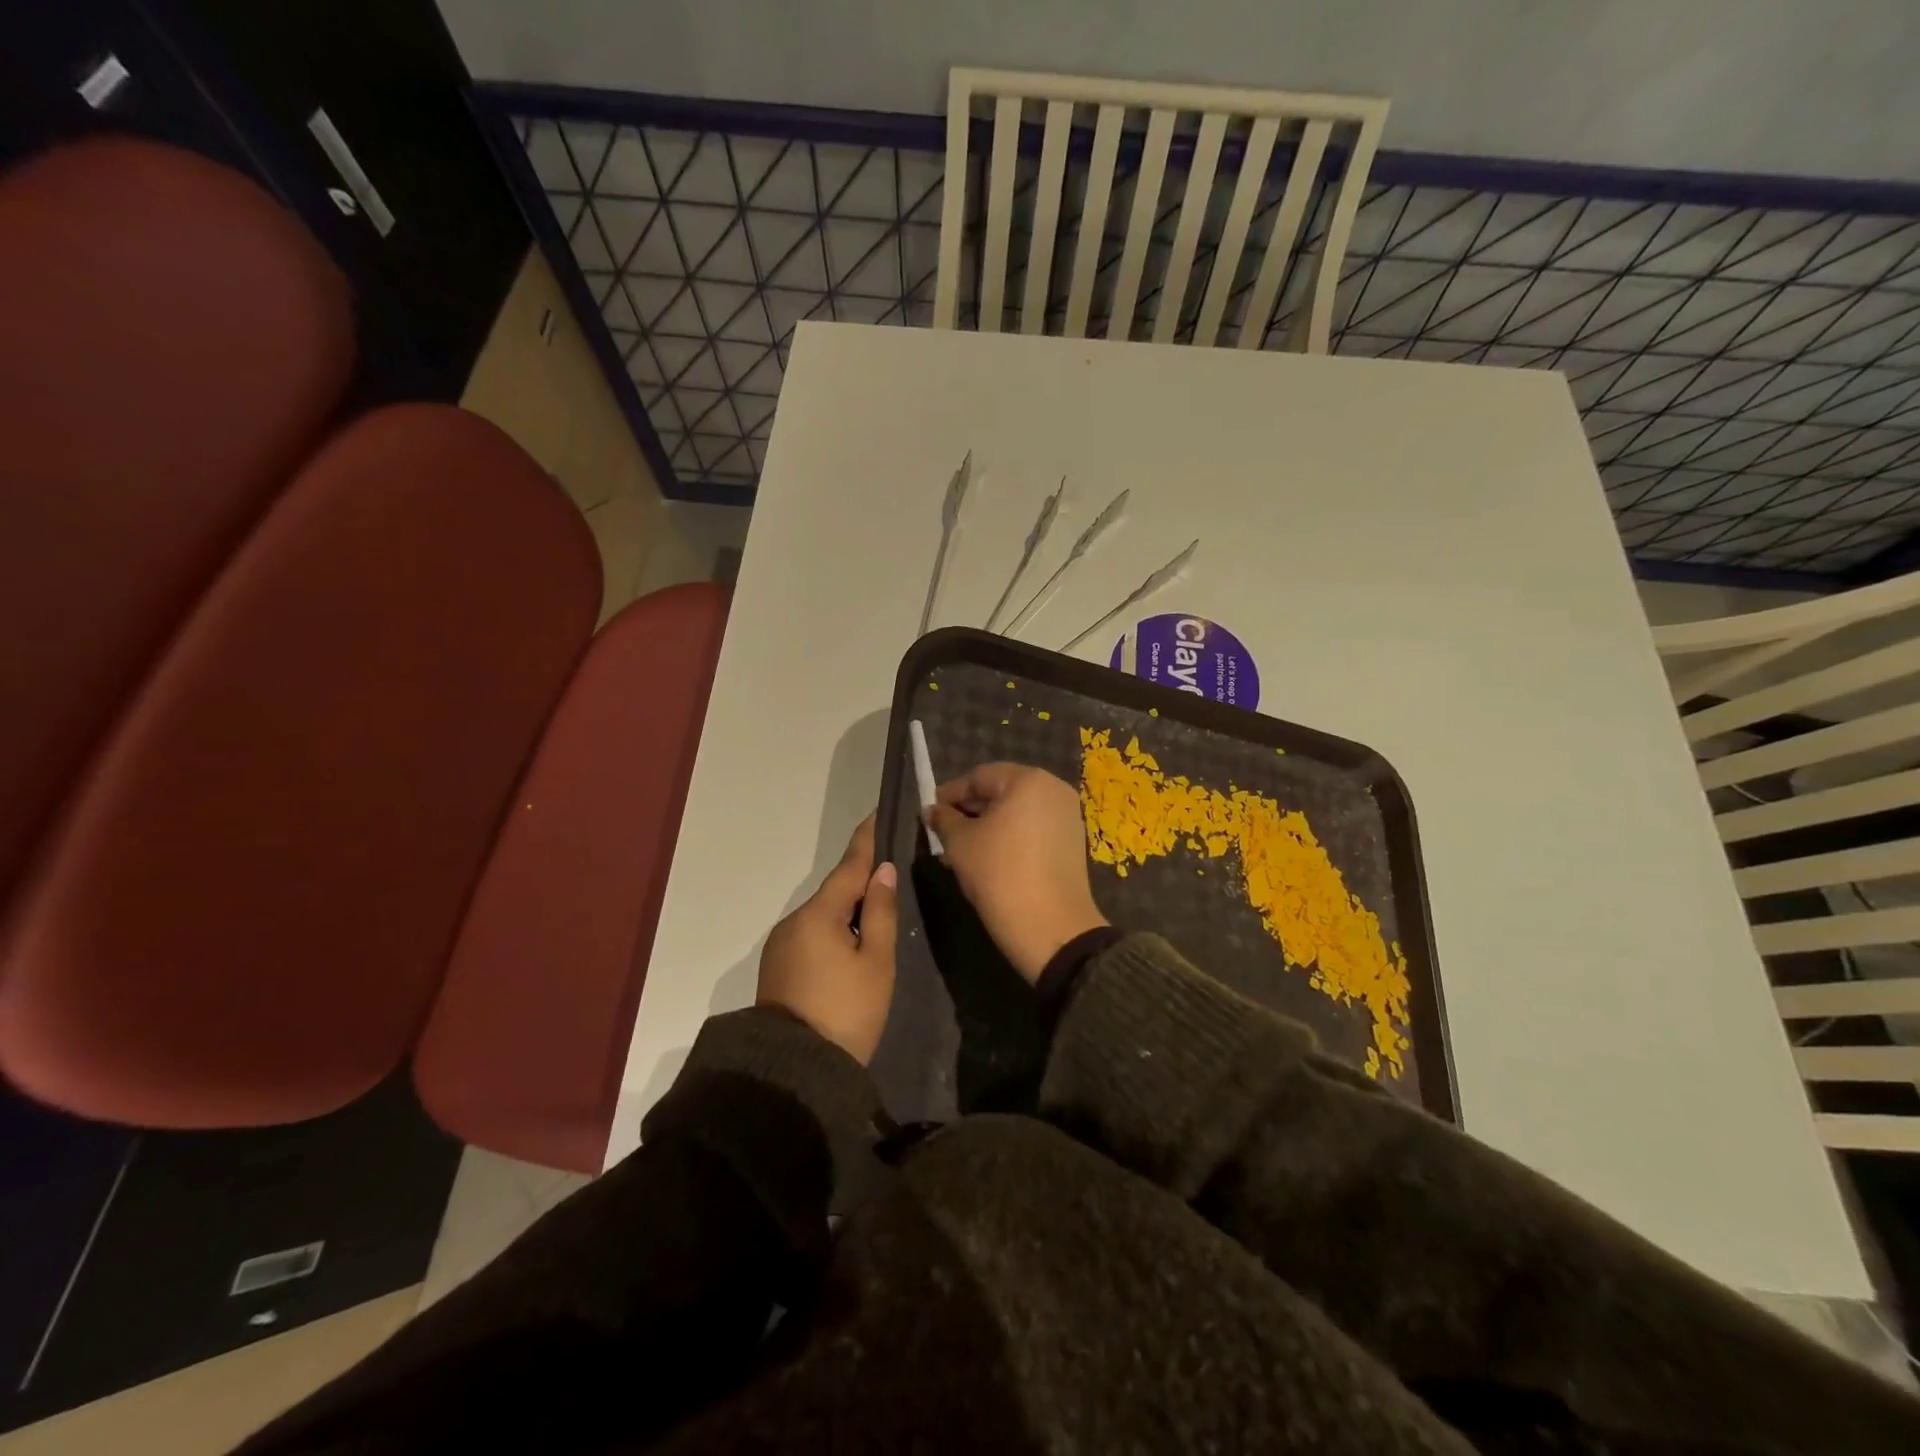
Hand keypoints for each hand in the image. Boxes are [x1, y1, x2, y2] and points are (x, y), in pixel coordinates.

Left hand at [757, 816, 897, 1063]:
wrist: (794, 1071)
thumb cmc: (846, 1012)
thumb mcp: (876, 962)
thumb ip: (880, 912)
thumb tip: (881, 871)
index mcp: (819, 914)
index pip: (848, 866)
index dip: (865, 840)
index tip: (877, 814)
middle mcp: (794, 921)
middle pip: (834, 893)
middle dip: (859, 883)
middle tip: (890, 876)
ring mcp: (781, 945)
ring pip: (822, 916)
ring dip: (846, 912)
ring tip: (876, 919)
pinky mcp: (777, 968)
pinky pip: (811, 936)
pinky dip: (832, 932)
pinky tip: (849, 947)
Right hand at [927, 763, 1107, 983]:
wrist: (1051, 928)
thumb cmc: (1000, 874)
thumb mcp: (960, 844)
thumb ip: (944, 819)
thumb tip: (932, 810)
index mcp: (1029, 780)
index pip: (980, 776)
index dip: (951, 793)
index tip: (931, 811)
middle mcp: (1054, 791)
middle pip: (1002, 791)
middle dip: (971, 810)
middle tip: (944, 831)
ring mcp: (1068, 817)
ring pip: (1018, 812)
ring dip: (989, 825)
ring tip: (963, 848)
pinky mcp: (1072, 843)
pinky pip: (1034, 829)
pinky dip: (1011, 837)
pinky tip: (990, 858)